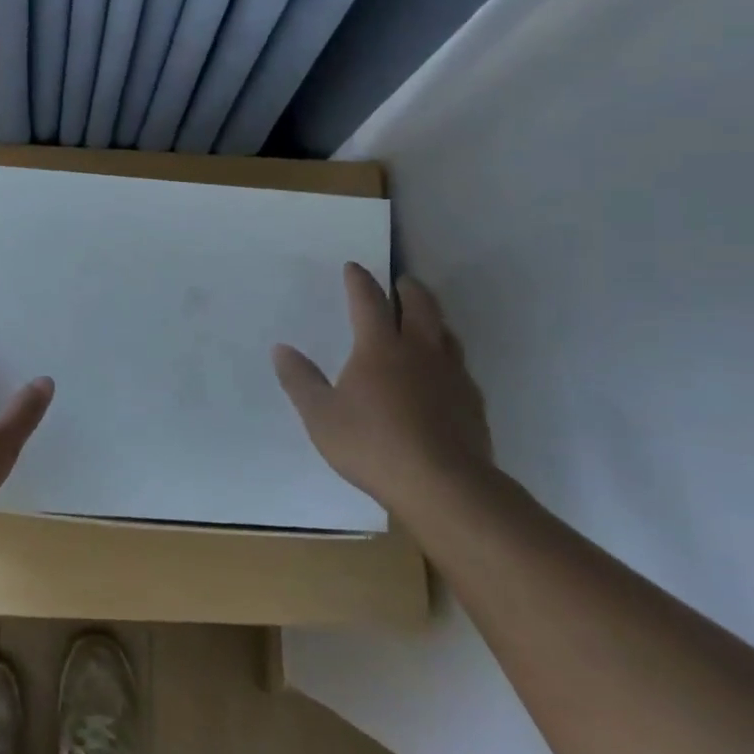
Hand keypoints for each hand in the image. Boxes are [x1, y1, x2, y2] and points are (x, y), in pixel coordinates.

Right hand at [272, 264, 492, 508]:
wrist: (444, 486)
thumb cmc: (373, 445)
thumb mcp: (321, 416)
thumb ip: (300, 380)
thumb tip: (281, 349)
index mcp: (379, 347)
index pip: (369, 301)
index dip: (359, 281)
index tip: (354, 267)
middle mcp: (419, 350)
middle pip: (418, 306)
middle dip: (407, 289)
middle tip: (401, 282)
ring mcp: (451, 375)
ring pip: (445, 332)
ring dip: (433, 318)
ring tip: (424, 319)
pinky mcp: (472, 401)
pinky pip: (459, 365)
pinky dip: (447, 356)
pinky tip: (442, 373)